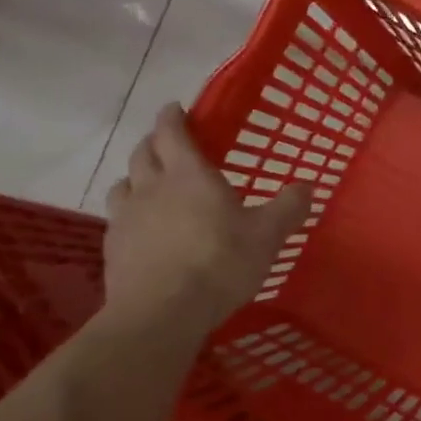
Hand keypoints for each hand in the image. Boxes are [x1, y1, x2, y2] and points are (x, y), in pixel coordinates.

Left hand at [102, 103, 310, 330]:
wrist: (162, 312)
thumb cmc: (219, 263)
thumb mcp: (267, 235)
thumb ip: (288, 207)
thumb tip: (308, 185)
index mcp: (189, 174)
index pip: (172, 132)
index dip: (173, 117)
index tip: (176, 108)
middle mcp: (152, 187)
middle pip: (143, 152)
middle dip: (154, 142)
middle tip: (168, 143)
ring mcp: (126, 217)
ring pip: (124, 182)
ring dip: (136, 175)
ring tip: (150, 183)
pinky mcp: (112, 247)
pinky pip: (117, 217)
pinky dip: (129, 211)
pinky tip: (142, 227)